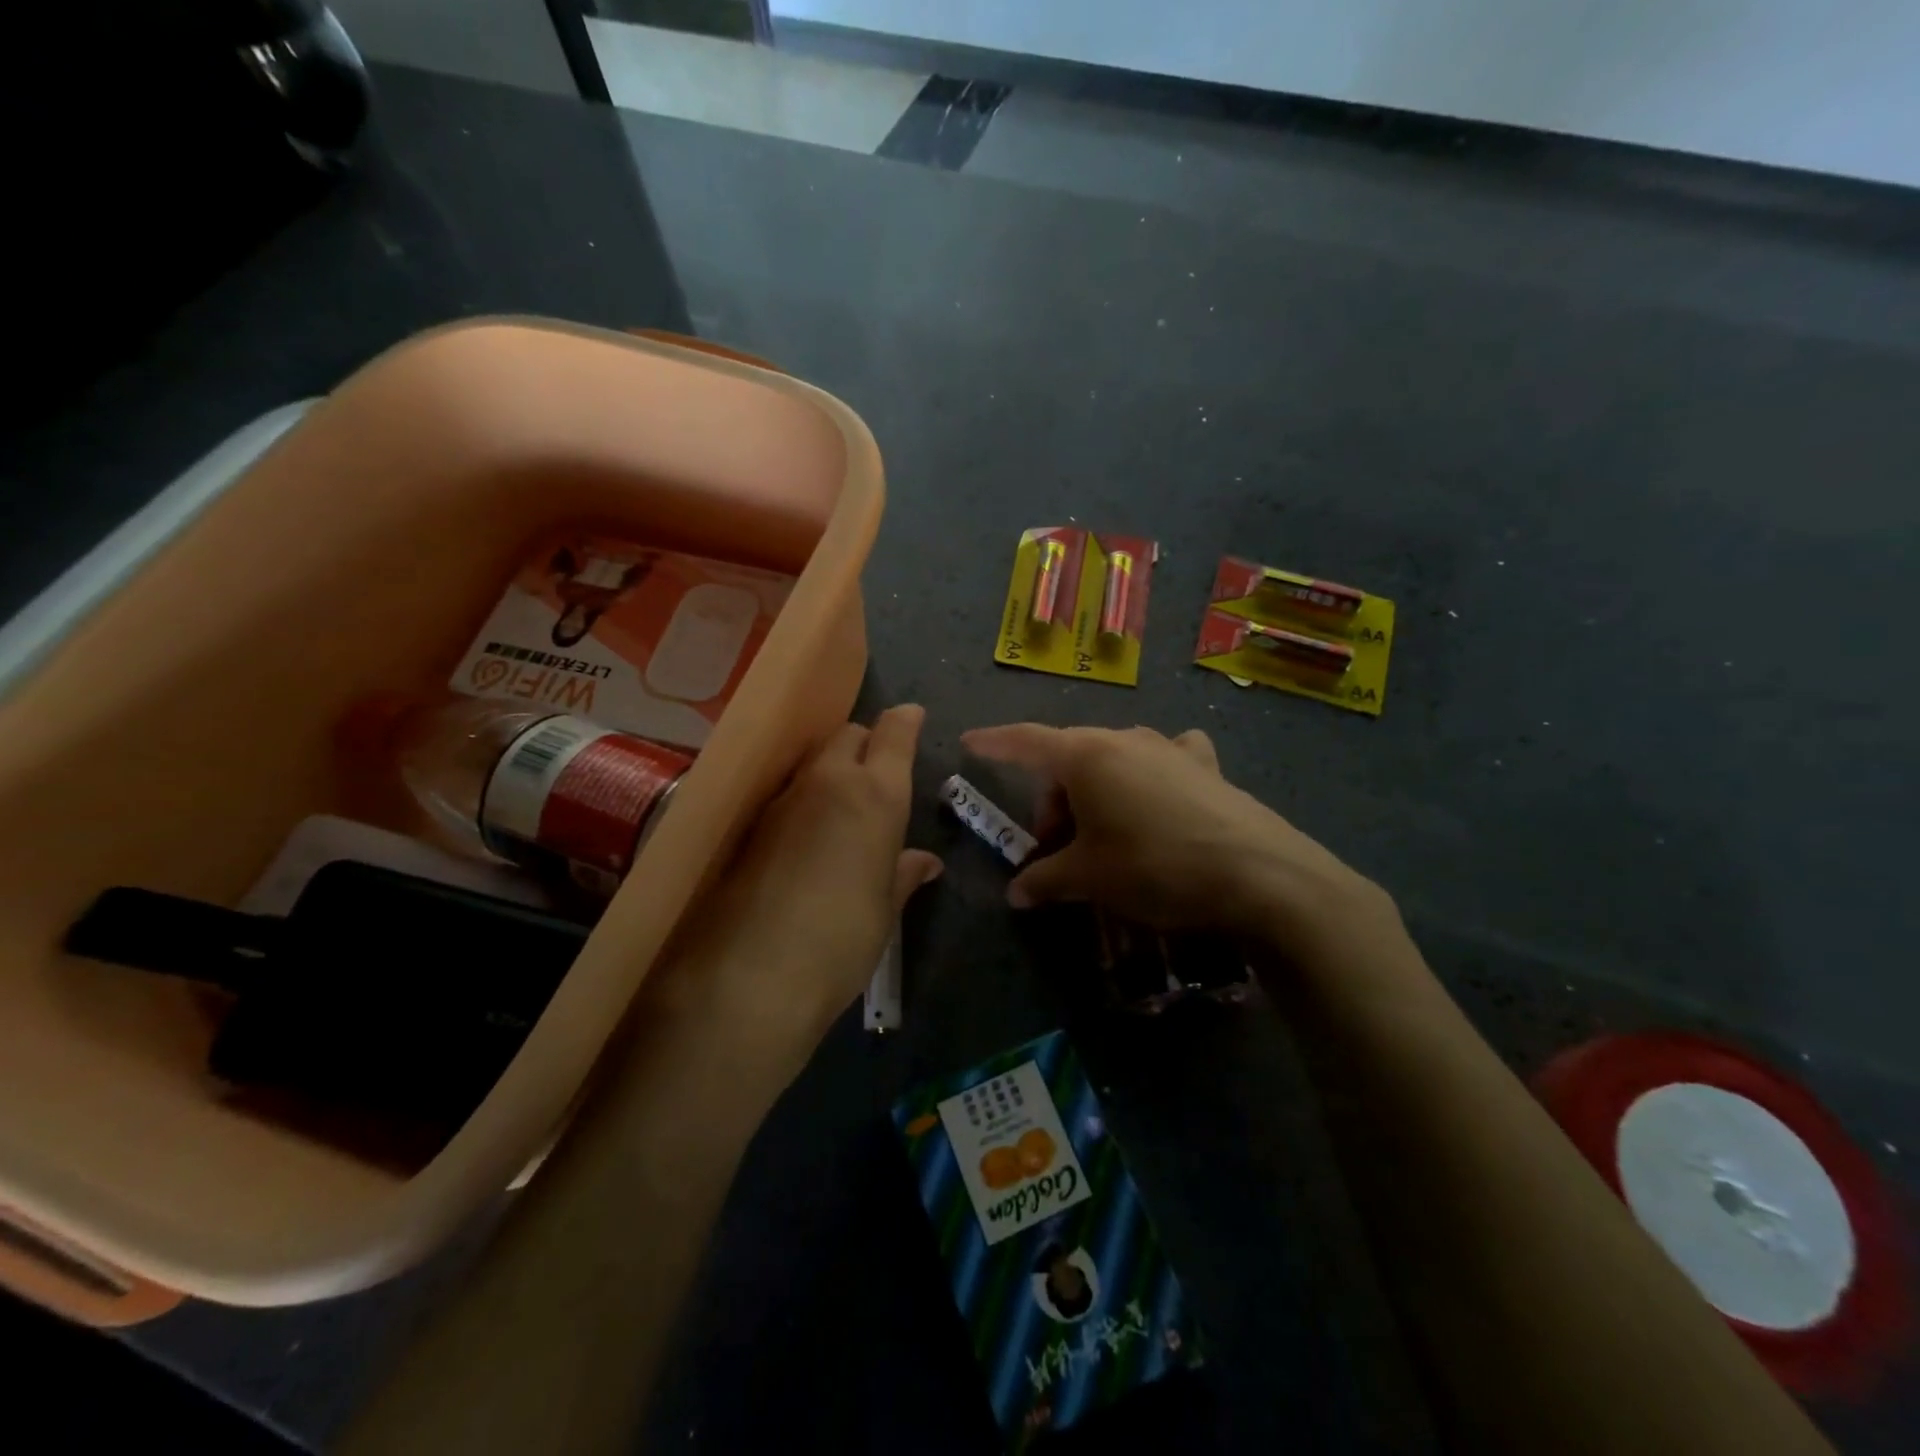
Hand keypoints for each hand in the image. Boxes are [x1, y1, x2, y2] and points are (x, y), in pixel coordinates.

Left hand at [649, 704, 941, 1050]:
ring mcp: (782, 799)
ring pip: (812, 760)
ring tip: (841, 803)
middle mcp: (828, 781)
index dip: (905, 722)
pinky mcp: (748, 822)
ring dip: (830, 768)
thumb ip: (902, 875)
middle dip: (865, 742)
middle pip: (848, 734)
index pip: (893, 733)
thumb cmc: (842, 941)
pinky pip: (785, 791)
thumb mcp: (883, 909)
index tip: (912, 717)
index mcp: (876, 795)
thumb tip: (924, 862)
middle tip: (877, 771)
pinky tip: (805, 832)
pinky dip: (802, 797)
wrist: (750, 977)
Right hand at [961, 723, 1399, 961]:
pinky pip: (1163, 761)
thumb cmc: (1155, 867)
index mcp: (1087, 755)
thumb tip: (1016, 893)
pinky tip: (1160, 799)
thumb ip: (1045, 880)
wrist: (1260, 875)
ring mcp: (1169, 748)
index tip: (969, 743)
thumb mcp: (1090, 879)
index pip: (1025, 741)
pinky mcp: (1206, 765)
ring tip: (1104, 838)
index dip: (993, 743)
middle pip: (1069, 760)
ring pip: (1113, 761)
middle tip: (1057, 852)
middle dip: (1054, 802)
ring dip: (1095, 794)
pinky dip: (1148, 776)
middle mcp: (1125, 738)